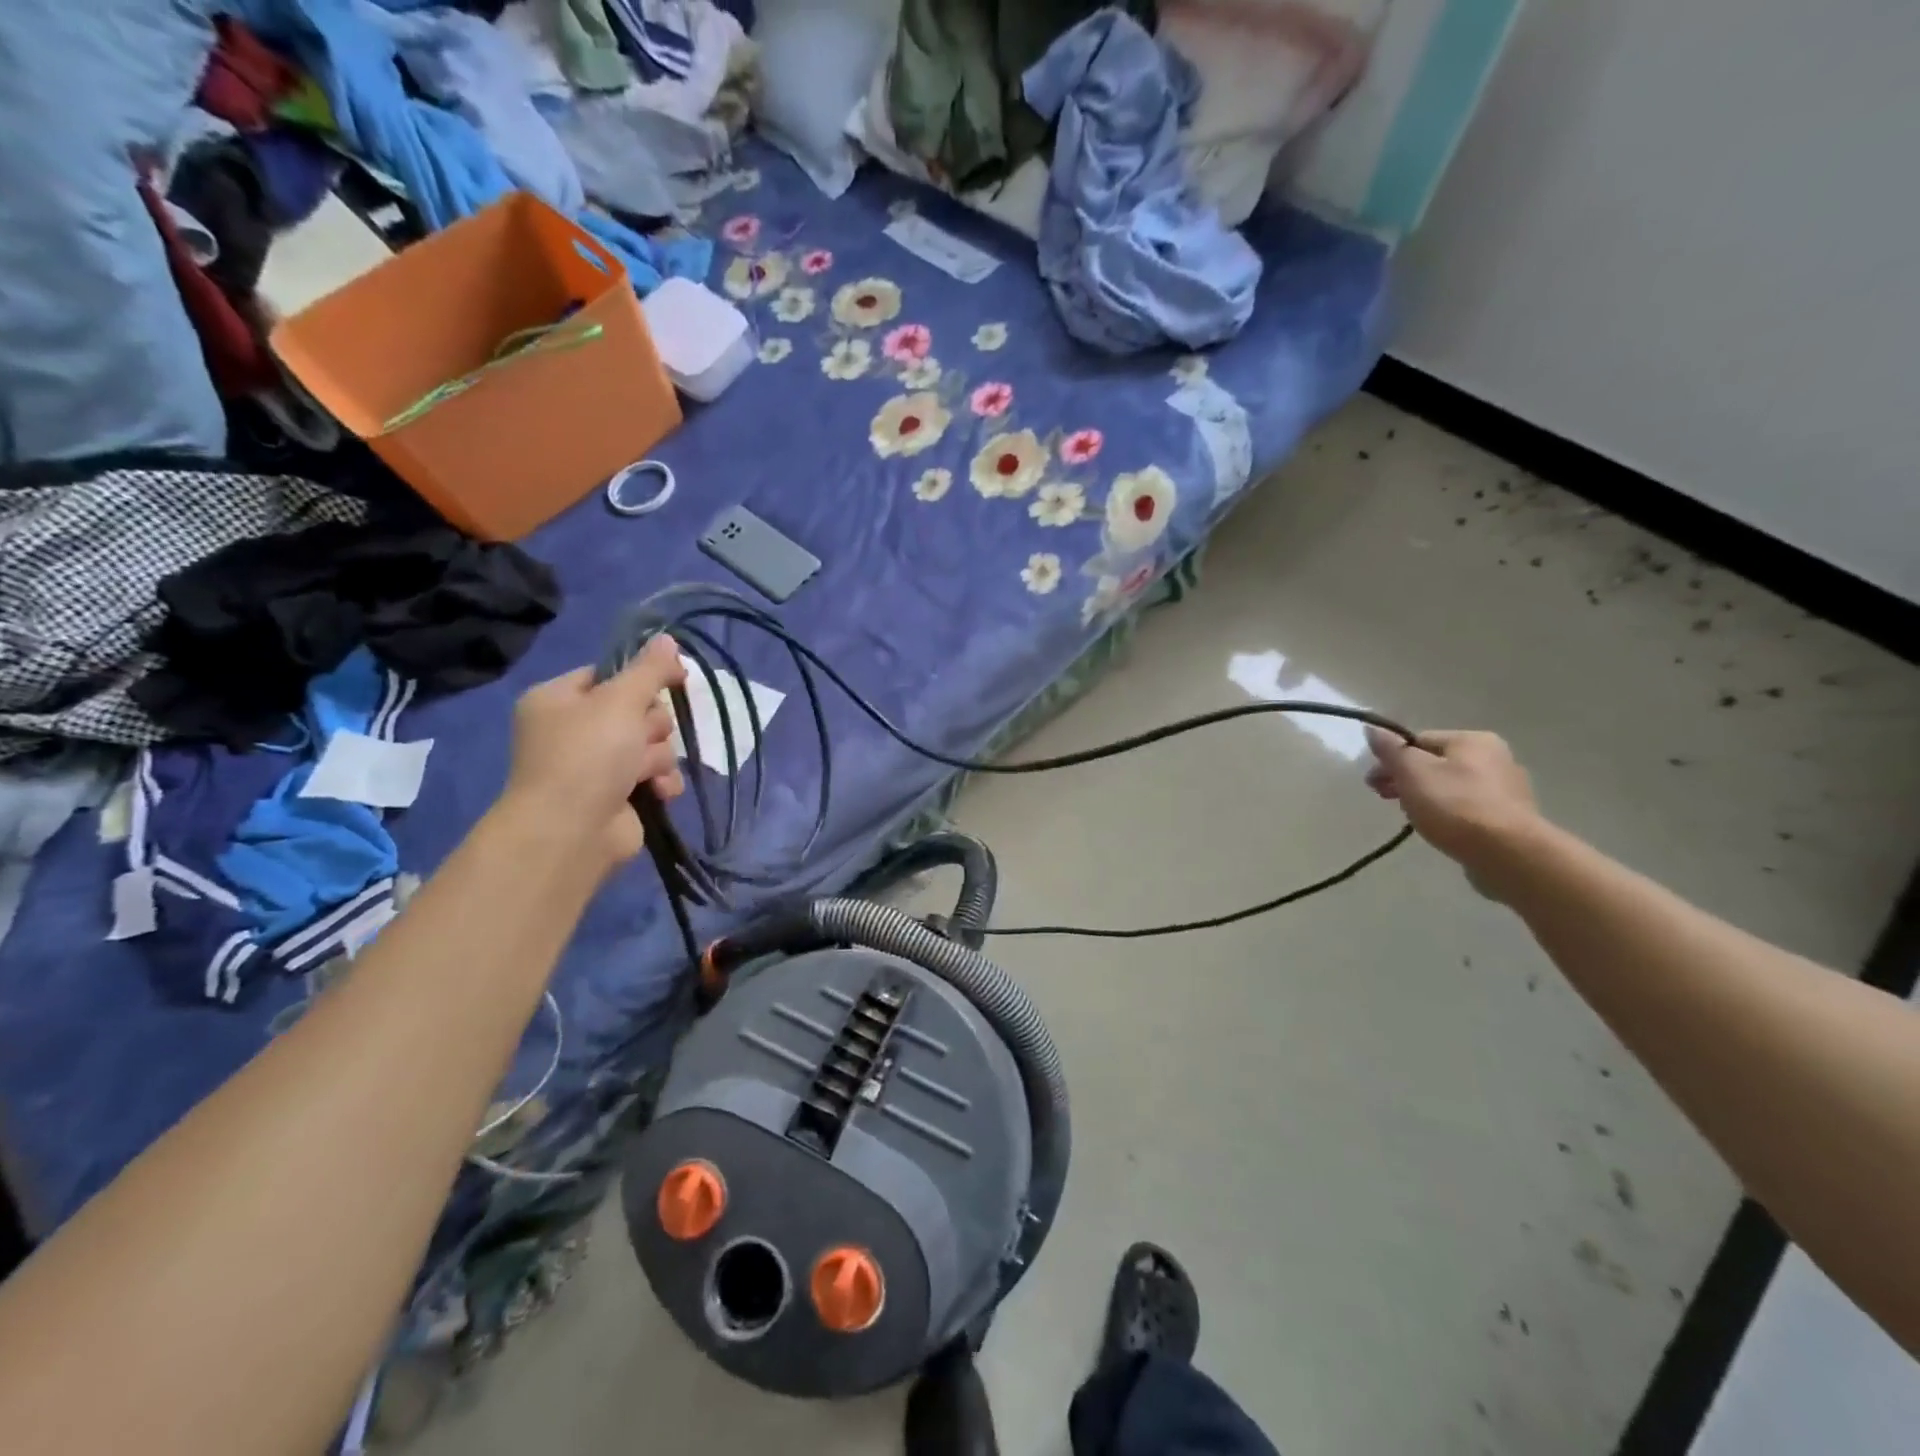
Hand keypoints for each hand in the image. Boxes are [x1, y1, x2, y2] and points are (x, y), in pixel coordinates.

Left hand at [499, 637, 687, 866]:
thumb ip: (649, 669)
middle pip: (638, 710)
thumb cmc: (588, 755)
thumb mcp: (620, 700)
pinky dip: (660, 782)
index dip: (642, 677)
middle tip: (641, 737)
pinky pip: (655, 775)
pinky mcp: (618, 794)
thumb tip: (667, 638)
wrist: (571, 831)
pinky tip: (658, 792)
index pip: (610, 674)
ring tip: (643, 773)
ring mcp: (596, 765)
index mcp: (559, 699)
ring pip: (652, 744)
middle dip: (651, 726)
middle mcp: (574, 729)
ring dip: (657, 757)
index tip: (673, 678)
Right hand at [1365, 728, 1541, 896]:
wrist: (1507, 853)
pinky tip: (1440, 829)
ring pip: (1451, 786)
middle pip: (1435, 763)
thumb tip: (1372, 728)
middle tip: (1384, 798)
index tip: (1373, 782)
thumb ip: (1390, 749)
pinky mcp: (1510, 818)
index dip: (1391, 759)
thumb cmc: (1454, 805)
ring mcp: (1507, 789)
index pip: (1418, 740)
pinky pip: (1468, 808)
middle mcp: (1495, 757)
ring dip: (1425, 796)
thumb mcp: (1411, 772)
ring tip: (1411, 817)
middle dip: (1406, 779)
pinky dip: (1449, 814)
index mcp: (1472, 740)